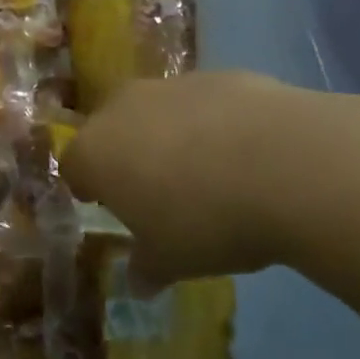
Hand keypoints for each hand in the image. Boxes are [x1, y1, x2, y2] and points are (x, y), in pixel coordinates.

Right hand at [63, 72, 312, 287]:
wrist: (286, 164)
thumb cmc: (206, 220)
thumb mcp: (171, 261)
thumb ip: (146, 268)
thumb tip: (138, 283)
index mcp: (95, 152)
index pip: (73, 166)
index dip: (89, 188)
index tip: (110, 208)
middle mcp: (122, 108)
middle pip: (111, 130)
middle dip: (127, 156)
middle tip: (157, 192)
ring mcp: (171, 85)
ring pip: (157, 112)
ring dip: (170, 137)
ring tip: (209, 174)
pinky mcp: (219, 75)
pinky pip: (203, 104)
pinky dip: (214, 124)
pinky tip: (248, 155)